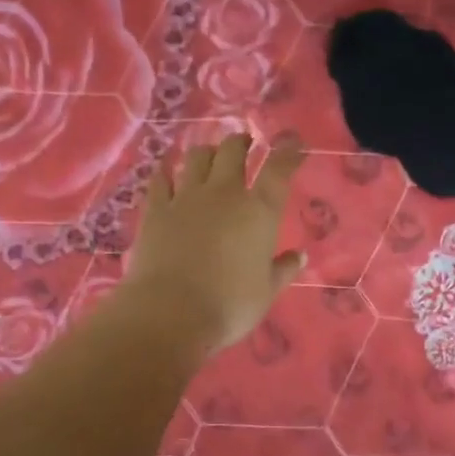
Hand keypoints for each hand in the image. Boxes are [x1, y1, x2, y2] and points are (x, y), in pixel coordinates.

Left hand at [119, 132, 306, 354]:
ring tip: (211, 154)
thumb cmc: (229, 306)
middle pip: (233, 151)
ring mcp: (186, 198)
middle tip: (246, 143)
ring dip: (208, 151)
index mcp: (259, 212)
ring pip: (198, 157)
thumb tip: (298, 256)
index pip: (278, 170)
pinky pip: (161, 178)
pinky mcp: (156, 209)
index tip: (293, 142)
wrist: (170, 313)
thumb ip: (282, 270)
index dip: (288, 151)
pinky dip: (167, 170)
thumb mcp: (266, 293)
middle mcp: (224, 194)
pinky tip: (167, 170)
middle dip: (242, 142)